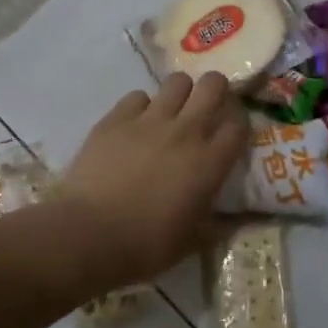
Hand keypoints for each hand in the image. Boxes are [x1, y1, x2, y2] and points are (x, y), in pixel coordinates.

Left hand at [59, 72, 248, 283]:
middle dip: (215, 90)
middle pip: (213, 86)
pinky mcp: (115, 118)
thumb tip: (238, 220)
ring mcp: (149, 120)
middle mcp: (185, 131)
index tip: (230, 133)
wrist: (88, 234)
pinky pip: (137, 96)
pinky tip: (134, 125)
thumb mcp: (192, 241)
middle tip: (207, 107)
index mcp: (209, 162)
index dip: (238, 124)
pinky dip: (141, 107)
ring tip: (171, 112)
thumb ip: (219, 224)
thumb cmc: (146, 245)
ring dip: (180, 93)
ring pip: (177, 82)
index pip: (239, 125)